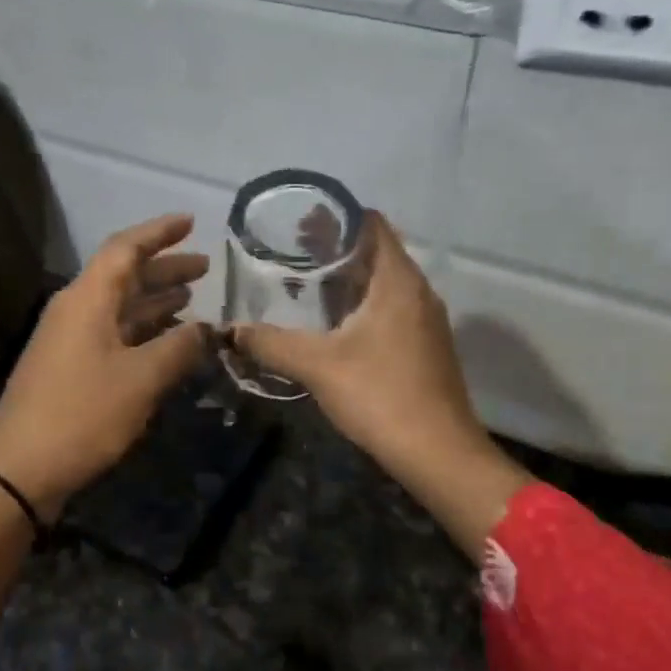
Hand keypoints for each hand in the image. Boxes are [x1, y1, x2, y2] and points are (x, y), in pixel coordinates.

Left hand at [0, 214, 211, 517]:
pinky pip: (114, 335)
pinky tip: (166, 342)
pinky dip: (143, 332)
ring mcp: (70, 341)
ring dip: (155, 301)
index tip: (191, 222)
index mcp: (87, 299)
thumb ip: (179, 348)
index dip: (159, 232)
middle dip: (165, 269)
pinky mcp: (70, 369)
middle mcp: (76, 311)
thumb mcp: (141, 380)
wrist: (19, 470)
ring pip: (120, 308)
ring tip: (192, 299)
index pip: (125, 248)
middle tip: (205, 268)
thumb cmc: (82, 415)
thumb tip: (207, 329)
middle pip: (124, 277)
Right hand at [230, 211, 530, 555]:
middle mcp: (418, 292)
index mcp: (398, 282)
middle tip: (293, 250)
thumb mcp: (318, 366)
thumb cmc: (380, 396)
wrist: (438, 453)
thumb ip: (272, 344)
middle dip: (337, 247)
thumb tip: (232, 332)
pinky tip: (335, 325)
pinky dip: (362, 303)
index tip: (301, 221)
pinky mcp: (426, 347)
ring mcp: (426, 321)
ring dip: (350, 278)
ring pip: (384, 283)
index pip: (373, 225)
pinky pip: (391, 308)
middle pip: (377, 252)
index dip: (338, 217)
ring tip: (308, 283)